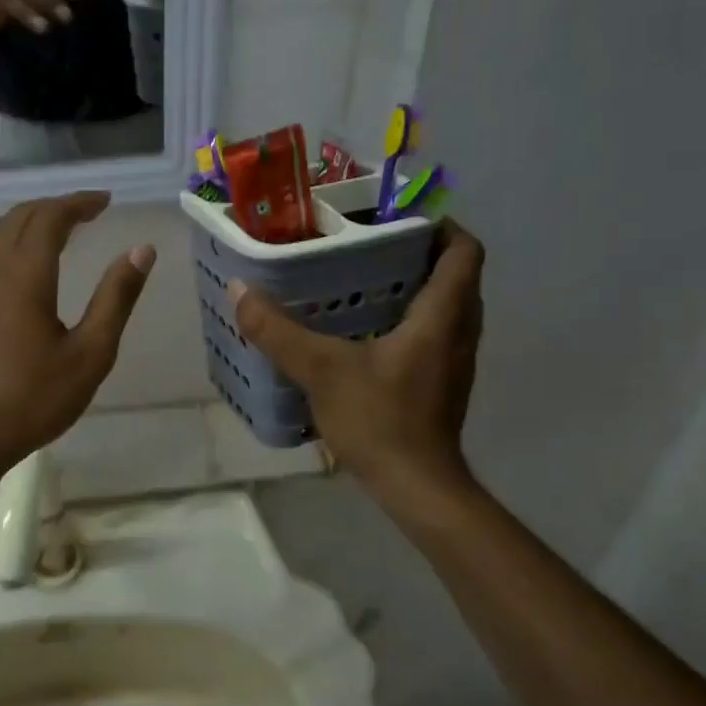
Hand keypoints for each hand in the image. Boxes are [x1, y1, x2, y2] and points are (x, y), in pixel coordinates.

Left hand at [0, 192, 155, 480]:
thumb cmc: (33, 400)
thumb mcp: (90, 354)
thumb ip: (116, 298)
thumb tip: (141, 250)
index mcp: (25, 275)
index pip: (50, 217)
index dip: (78, 203)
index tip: (105, 202)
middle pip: (19, 218)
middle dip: (54, 207)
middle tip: (88, 212)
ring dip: (26, 222)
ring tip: (55, 231)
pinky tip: (2, 259)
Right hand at [230, 221, 484, 497]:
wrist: (417, 488)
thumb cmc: (381, 420)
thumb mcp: (321, 370)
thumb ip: (278, 331)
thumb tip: (240, 290)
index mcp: (442, 316)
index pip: (464, 251)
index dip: (441, 225)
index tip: (399, 217)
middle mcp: (458, 332)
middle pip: (457, 274)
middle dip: (422, 252)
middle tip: (373, 243)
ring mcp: (454, 361)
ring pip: (448, 306)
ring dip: (418, 286)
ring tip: (368, 278)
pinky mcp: (443, 384)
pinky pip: (436, 333)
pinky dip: (412, 319)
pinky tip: (369, 330)